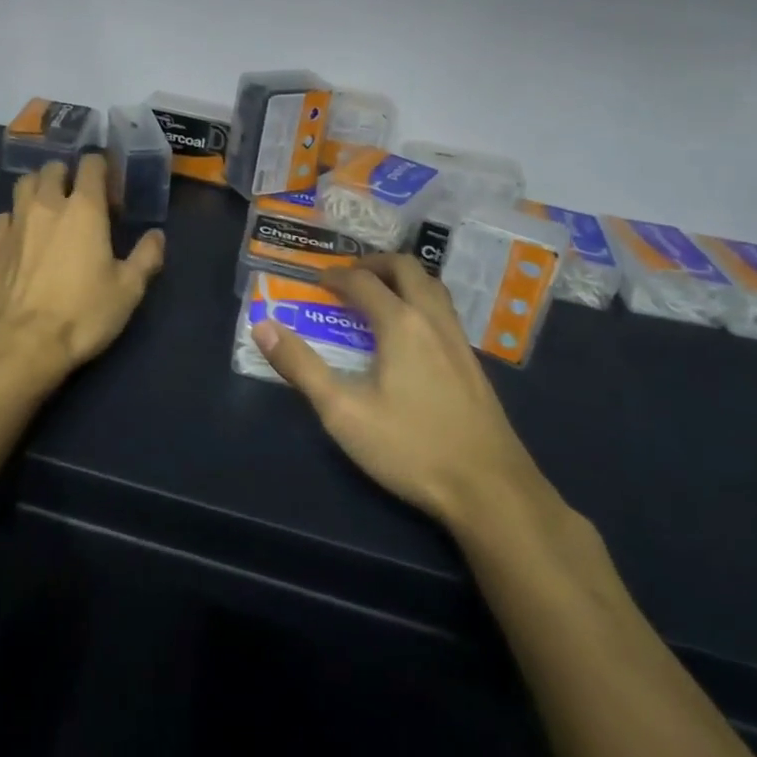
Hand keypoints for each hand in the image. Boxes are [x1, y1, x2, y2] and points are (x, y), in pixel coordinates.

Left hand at [0, 154, 164, 382]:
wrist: (22, 344)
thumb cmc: (82, 314)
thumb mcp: (128, 290)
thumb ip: (146, 257)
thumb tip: (156, 236)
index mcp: (84, 208)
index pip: (91, 164)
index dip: (102, 170)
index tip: (110, 193)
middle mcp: (47, 204)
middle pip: (53, 168)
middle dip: (68, 176)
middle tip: (79, 201)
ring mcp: (16, 221)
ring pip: (24, 183)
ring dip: (38, 188)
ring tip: (49, 210)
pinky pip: (5, 215)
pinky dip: (16, 217)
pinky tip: (24, 237)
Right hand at [253, 253, 558, 533]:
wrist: (493, 492)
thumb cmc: (411, 449)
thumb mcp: (343, 412)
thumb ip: (301, 367)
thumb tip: (262, 326)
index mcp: (400, 324)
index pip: (363, 282)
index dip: (335, 277)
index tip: (315, 282)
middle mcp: (432, 321)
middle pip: (406, 268)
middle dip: (373, 264)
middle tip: (348, 278)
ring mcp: (459, 341)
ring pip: (432, 286)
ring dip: (402, 279)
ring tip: (379, 295)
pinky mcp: (474, 364)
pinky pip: (444, 311)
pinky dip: (421, 301)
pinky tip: (411, 334)